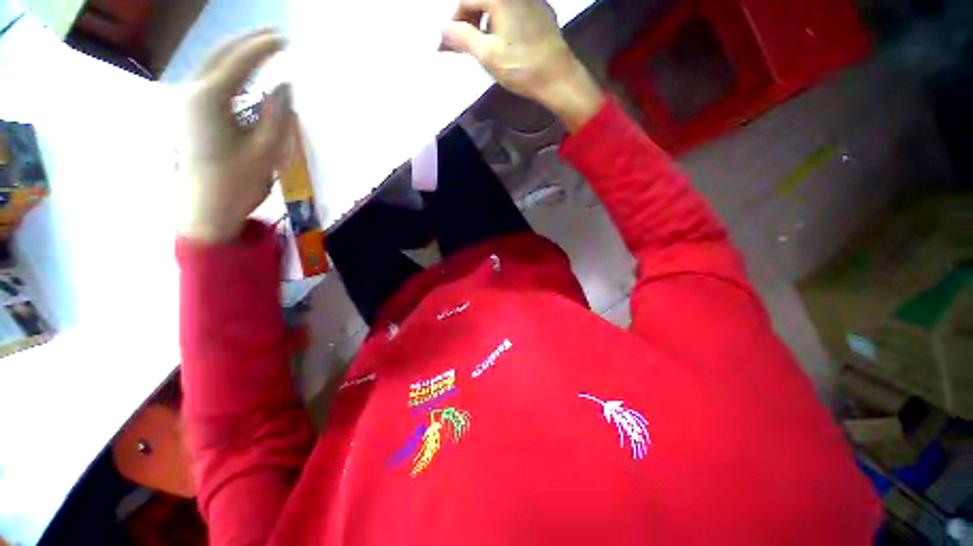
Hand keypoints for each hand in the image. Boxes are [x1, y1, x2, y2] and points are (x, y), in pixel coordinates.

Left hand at [178, 29, 293, 243]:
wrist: (205, 205)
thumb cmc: (237, 181)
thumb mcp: (266, 149)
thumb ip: (277, 113)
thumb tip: (285, 85)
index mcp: (209, 99)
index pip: (240, 61)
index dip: (264, 48)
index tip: (286, 39)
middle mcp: (192, 91)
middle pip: (220, 53)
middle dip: (247, 40)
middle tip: (274, 35)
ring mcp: (186, 100)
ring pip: (212, 63)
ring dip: (237, 52)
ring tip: (262, 47)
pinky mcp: (188, 110)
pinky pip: (210, 78)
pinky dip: (229, 68)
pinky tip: (244, 70)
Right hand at [441, 0, 602, 130]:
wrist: (559, 77)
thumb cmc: (522, 67)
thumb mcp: (487, 55)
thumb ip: (462, 37)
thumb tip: (443, 30)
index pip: (465, 0)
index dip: (454, 23)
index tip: (449, 45)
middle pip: (482, 0)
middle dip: (468, 21)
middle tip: (463, 46)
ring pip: (498, 5)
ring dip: (484, 22)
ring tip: (482, 47)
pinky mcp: (542, 11)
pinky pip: (513, 10)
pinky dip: (501, 22)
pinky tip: (503, 42)